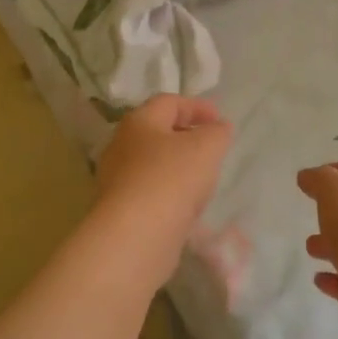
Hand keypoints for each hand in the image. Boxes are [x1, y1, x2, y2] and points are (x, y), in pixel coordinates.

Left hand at [93, 95, 233, 252]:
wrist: (135, 236)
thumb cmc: (171, 178)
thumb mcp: (206, 147)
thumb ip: (217, 133)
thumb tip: (218, 127)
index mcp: (139, 122)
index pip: (168, 102)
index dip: (196, 106)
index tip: (220, 119)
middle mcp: (121, 146)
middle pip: (157, 133)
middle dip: (186, 137)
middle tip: (212, 147)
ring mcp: (117, 180)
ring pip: (153, 165)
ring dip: (178, 167)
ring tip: (203, 179)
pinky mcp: (120, 210)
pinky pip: (150, 193)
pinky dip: (170, 193)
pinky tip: (187, 206)